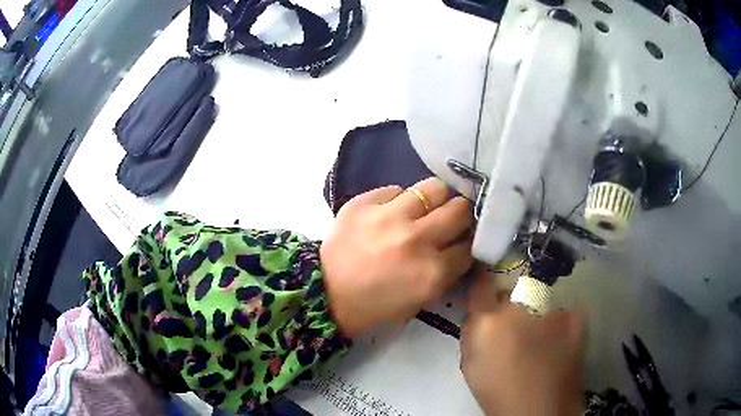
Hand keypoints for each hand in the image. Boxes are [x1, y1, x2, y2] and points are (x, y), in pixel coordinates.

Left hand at [321, 177, 472, 337]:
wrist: (326, 294)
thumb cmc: (376, 304)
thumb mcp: (421, 299)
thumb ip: (446, 273)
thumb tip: (460, 246)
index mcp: (431, 272)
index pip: (469, 246)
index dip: (468, 243)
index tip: (463, 241)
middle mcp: (416, 239)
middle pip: (459, 209)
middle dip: (461, 215)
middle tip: (451, 219)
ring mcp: (388, 217)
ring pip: (434, 187)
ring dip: (436, 199)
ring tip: (427, 207)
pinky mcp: (364, 203)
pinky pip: (396, 189)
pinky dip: (399, 200)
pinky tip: (391, 212)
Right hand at [461, 271, 585, 415]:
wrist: (540, 410)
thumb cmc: (499, 392)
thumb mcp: (471, 365)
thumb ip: (473, 332)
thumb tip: (479, 312)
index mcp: (489, 322)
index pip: (482, 283)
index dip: (483, 280)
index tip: (485, 281)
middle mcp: (520, 308)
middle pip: (513, 291)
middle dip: (512, 304)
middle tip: (516, 326)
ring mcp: (551, 309)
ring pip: (539, 300)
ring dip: (537, 313)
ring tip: (541, 339)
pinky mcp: (575, 317)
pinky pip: (562, 312)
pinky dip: (559, 323)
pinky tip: (558, 344)